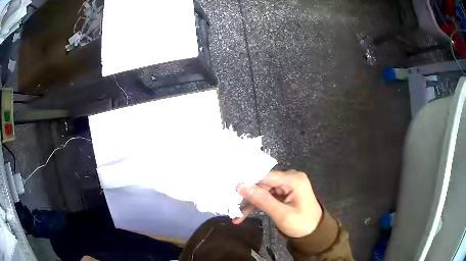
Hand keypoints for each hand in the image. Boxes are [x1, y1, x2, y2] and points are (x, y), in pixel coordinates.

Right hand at [233, 171, 322, 237]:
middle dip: (248, 196)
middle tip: (232, 206)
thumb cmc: (301, 224)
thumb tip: (241, 186)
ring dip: (251, 202)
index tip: (232, 192)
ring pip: (263, 190)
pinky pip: (268, 196)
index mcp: (293, 180)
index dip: (249, 183)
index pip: (266, 177)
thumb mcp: (281, 214)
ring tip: (237, 216)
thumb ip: (262, 200)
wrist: (314, 233)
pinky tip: (245, 214)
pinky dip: (258, 205)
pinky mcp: (284, 193)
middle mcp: (290, 178)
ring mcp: (287, 186)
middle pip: (263, 183)